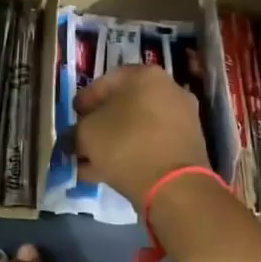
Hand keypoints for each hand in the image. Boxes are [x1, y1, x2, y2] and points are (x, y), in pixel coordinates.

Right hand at [73, 63, 211, 208]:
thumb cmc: (125, 144)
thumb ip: (76, 130)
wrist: (174, 186)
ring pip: (137, 128)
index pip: (105, 82)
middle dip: (100, 125)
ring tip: (90, 163)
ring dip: (113, 143)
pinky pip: (151, 145)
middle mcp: (169, 90)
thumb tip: (75, 136)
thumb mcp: (86, 134)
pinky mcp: (188, 146)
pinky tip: (108, 173)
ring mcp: (182, 119)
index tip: (73, 117)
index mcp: (145, 75)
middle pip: (123, 106)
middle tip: (82, 140)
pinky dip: (131, 155)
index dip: (84, 101)